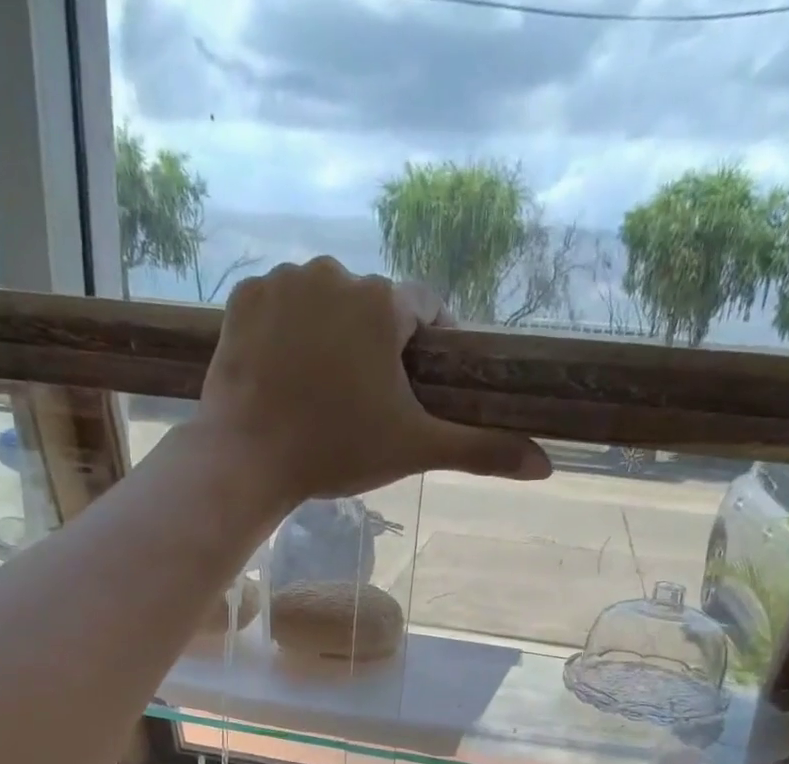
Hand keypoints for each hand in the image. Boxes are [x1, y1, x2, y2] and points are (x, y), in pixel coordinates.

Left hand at [195, 257, 551, 506]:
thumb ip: (481, 449)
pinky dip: (288, 332)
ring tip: (322, 389)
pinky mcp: (243, 298)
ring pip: (325, 303)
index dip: (428, 347)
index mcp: (383, 302)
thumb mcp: (415, 449)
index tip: (418, 385)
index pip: (426, 309)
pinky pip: (281, 306)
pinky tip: (285, 373)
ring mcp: (283, 281)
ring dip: (332, 335)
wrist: (246, 459)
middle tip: (364, 400)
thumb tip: (545, 466)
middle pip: (373, 307)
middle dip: (377, 345)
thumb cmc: (336, 451)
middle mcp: (334, 272)